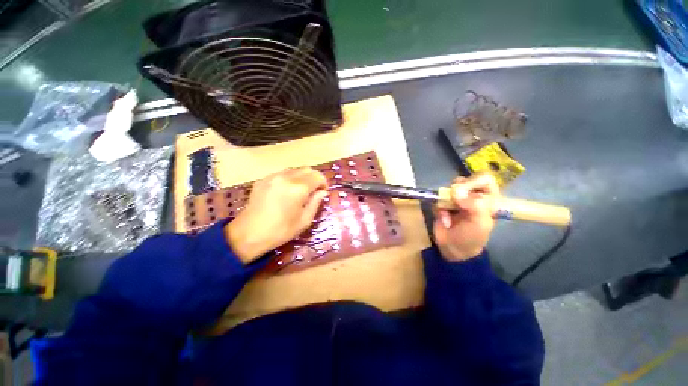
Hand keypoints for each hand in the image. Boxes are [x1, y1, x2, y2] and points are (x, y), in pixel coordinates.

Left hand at [225, 167, 327, 263]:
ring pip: (295, 170)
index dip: (324, 183)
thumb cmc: (280, 231)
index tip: (323, 192)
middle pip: (307, 169)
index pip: (317, 176)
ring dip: (302, 178)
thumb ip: (315, 203)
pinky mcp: (263, 179)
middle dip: (314, 178)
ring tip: (300, 192)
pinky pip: (282, 173)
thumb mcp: (304, 221)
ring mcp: (273, 177)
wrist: (248, 234)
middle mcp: (286, 178)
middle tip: (313, 191)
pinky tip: (285, 192)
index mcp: (298, 189)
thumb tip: (323, 192)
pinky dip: (289, 179)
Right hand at [432, 173, 499, 261]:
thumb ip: (475, 205)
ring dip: (446, 202)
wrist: (452, 248)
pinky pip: (438, 199)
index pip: (484, 179)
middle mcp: (473, 195)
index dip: (473, 182)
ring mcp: (456, 199)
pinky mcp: (443, 204)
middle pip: (463, 180)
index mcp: (489, 198)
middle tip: (455, 202)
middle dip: (457, 192)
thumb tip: (456, 192)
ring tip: (449, 214)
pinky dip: (439, 209)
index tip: (464, 193)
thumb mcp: (480, 222)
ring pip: (448, 188)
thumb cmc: (471, 236)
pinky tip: (444, 220)